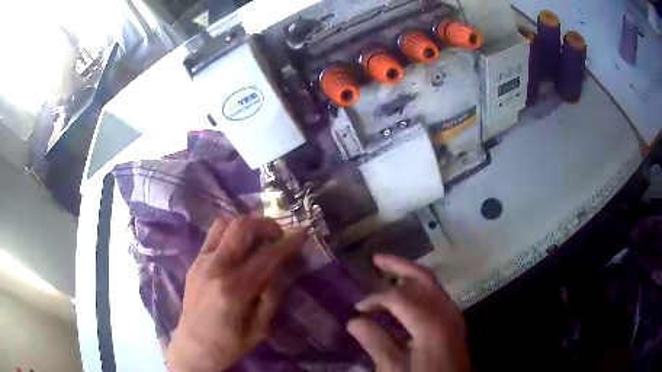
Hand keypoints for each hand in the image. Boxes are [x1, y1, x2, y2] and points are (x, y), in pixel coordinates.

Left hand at [167, 216, 304, 371]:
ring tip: (258, 240)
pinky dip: (231, 235)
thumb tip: (278, 271)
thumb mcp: (260, 329)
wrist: (193, 347)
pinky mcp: (194, 262)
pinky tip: (239, 252)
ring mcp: (201, 262)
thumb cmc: (229, 344)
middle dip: (265, 224)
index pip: (266, 257)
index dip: (287, 243)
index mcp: (233, 290)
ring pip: (223, 223)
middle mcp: (215, 268)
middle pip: (241, 227)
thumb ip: (271, 297)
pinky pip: (213, 237)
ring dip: (245, 226)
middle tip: (278, 235)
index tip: (301, 233)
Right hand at [348, 255, 469, 371]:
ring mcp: (453, 315)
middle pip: (423, 278)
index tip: (357, 308)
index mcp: (431, 325)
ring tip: (388, 272)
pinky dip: (419, 289)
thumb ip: (376, 344)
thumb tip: (354, 322)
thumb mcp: (395, 370)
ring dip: (410, 275)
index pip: (400, 297)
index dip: (375, 298)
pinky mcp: (454, 321)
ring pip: (432, 284)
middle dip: (399, 266)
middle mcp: (446, 312)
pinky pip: (437, 295)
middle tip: (376, 259)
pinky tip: (405, 295)